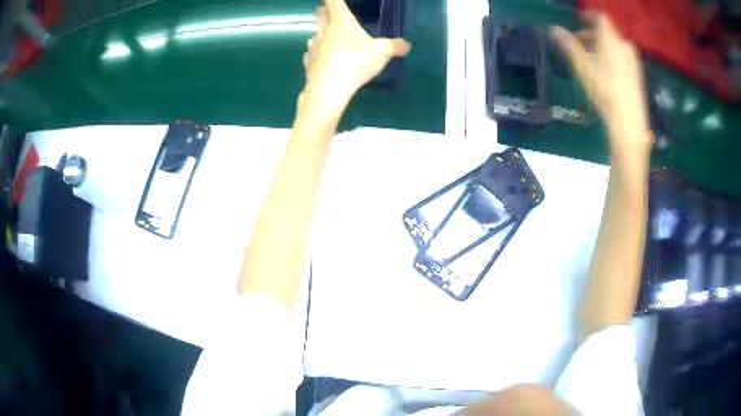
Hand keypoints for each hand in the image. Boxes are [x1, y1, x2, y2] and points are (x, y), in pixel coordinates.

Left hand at [298, 0, 410, 121]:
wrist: (328, 89)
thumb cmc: (354, 63)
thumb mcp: (382, 53)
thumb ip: (395, 46)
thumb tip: (407, 45)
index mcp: (341, 21)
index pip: (333, 1)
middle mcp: (324, 29)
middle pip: (321, 13)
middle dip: (326, 10)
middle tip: (333, 11)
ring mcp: (313, 45)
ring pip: (315, 31)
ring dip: (321, 29)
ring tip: (330, 34)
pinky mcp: (308, 60)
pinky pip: (312, 51)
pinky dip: (317, 50)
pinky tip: (323, 56)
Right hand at [552, 14, 650, 156]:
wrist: (629, 121)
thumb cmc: (604, 90)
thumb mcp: (582, 67)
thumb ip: (569, 45)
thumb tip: (553, 29)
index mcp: (611, 39)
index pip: (600, 18)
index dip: (588, 16)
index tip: (577, 21)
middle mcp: (624, 45)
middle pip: (606, 32)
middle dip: (591, 35)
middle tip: (579, 45)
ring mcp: (633, 60)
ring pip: (614, 45)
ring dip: (600, 46)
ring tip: (590, 60)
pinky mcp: (637, 74)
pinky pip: (621, 56)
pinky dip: (611, 56)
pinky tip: (605, 72)